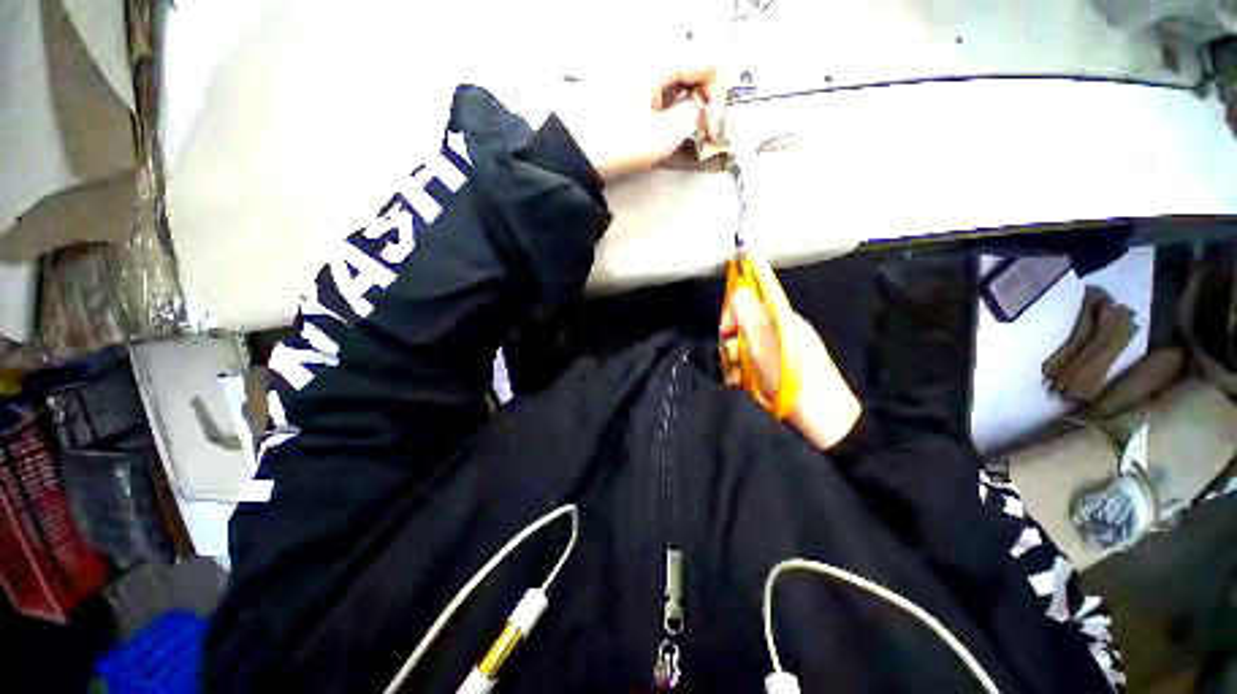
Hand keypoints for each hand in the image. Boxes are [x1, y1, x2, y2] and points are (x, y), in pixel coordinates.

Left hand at [559, 56, 726, 181]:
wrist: (573, 153)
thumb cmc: (617, 143)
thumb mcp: (664, 136)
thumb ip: (693, 117)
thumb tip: (699, 110)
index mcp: (658, 60)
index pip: (708, 62)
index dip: (719, 97)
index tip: (713, 130)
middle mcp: (645, 56)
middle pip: (692, 68)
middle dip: (704, 101)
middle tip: (701, 132)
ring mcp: (630, 71)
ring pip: (674, 79)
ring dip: (685, 105)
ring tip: (681, 135)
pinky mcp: (619, 86)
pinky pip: (654, 89)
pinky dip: (666, 107)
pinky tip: (661, 128)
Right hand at [721, 288, 862, 450]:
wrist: (824, 422)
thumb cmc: (794, 382)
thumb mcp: (767, 350)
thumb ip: (750, 321)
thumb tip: (738, 291)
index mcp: (783, 321)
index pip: (750, 303)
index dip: (733, 315)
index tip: (725, 331)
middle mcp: (780, 332)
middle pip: (743, 327)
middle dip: (732, 343)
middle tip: (733, 360)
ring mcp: (778, 351)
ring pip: (744, 347)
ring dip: (734, 361)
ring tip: (737, 378)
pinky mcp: (775, 369)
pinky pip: (750, 362)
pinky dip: (742, 372)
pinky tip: (740, 384)